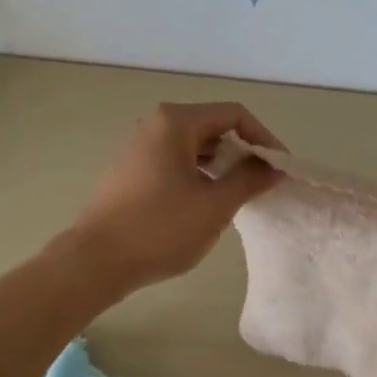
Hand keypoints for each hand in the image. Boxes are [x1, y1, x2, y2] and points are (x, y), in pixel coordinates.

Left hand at [61, 102, 283, 294]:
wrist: (96, 261)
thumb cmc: (160, 228)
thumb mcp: (215, 205)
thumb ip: (249, 179)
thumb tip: (274, 166)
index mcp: (176, 122)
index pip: (234, 115)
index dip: (264, 138)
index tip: (280, 168)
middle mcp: (156, 125)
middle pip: (214, 127)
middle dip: (244, 152)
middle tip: (263, 183)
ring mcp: (141, 147)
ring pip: (196, 146)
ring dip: (223, 166)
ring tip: (240, 195)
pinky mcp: (133, 170)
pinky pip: (177, 161)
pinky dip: (200, 174)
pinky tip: (209, 203)